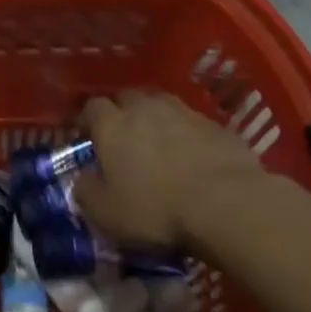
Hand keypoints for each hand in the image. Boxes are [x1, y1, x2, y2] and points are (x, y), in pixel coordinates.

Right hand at [74, 91, 266, 252]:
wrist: (228, 204)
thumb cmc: (157, 209)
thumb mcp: (107, 213)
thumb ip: (86, 192)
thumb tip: (82, 180)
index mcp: (112, 124)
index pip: (91, 107)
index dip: (87, 120)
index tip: (86, 136)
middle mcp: (144, 108)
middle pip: (127, 98)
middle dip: (122, 113)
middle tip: (123, 137)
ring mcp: (183, 112)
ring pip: (161, 105)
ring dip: (156, 119)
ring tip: (159, 144)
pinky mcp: (216, 125)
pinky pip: (193, 123)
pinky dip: (188, 135)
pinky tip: (193, 157)